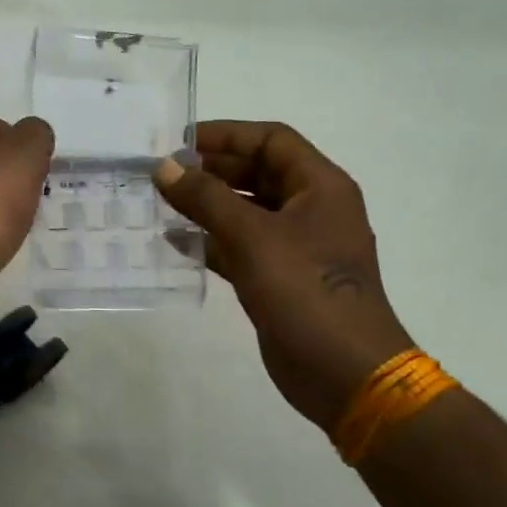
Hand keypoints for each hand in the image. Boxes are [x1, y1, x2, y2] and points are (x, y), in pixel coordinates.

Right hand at [155, 121, 413, 431]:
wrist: (344, 372)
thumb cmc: (305, 291)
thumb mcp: (252, 237)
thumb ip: (205, 198)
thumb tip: (164, 167)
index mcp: (320, 187)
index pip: (271, 141)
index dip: (226, 135)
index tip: (179, 142)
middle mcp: (311, 209)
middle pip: (258, 174)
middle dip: (212, 171)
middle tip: (164, 174)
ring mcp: (296, 246)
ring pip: (246, 211)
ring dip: (208, 206)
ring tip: (162, 203)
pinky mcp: (280, 278)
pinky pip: (241, 246)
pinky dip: (211, 241)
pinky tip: (176, 242)